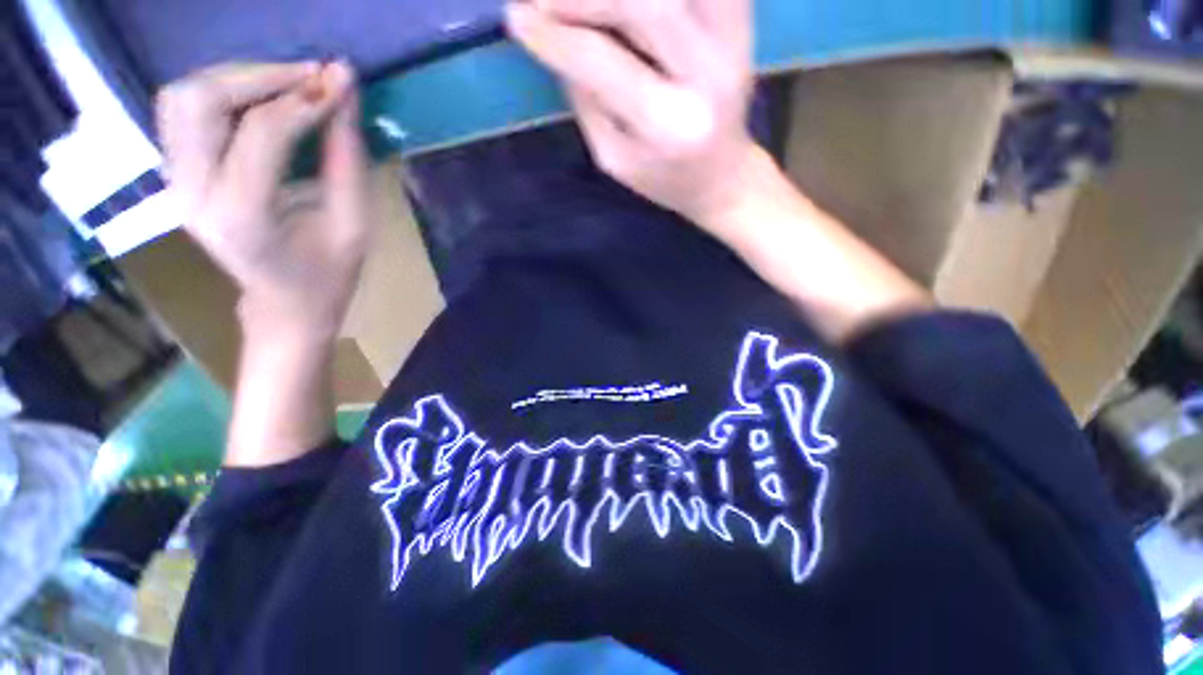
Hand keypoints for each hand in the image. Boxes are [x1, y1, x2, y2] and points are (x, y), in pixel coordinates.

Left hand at [157, 61, 369, 343]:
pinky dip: (219, 92)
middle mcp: (193, 194)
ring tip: (286, 85)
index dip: (302, 100)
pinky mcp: (176, 175)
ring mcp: (176, 183)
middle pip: (201, 100)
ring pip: (182, 98)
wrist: (283, 305)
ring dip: (235, 79)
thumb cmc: (328, 275)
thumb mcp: (354, 225)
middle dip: (259, 76)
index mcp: (243, 217)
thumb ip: (347, 159)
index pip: (261, 132)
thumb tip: (345, 92)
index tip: (340, 82)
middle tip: (311, 77)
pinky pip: (181, 112)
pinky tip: (257, 100)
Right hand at [506, 0, 757, 228]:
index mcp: (669, 124)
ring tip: (578, 1)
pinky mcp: (744, 22)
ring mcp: (735, 40)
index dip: (553, 34)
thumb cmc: (663, 179)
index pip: (601, 61)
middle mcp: (708, 73)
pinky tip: (627, 6)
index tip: (515, 17)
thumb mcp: (615, 158)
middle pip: (646, 1)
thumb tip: (554, 35)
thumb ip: (587, 98)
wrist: (722, 179)